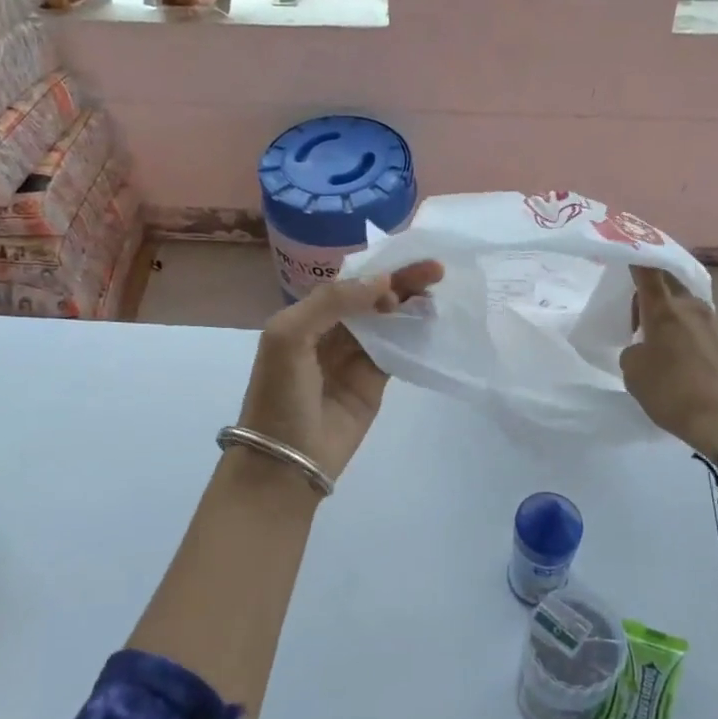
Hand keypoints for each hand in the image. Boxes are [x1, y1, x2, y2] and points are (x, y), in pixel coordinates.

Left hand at [235, 260, 444, 481]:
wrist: (287, 460)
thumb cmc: (280, 394)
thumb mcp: (290, 336)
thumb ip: (332, 302)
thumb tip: (382, 282)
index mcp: (305, 317)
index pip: (346, 283)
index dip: (376, 269)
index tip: (408, 258)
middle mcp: (330, 332)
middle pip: (371, 298)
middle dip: (401, 282)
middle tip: (436, 270)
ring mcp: (354, 357)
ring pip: (387, 321)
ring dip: (410, 305)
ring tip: (437, 292)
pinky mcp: (374, 382)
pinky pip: (397, 350)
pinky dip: (413, 334)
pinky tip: (432, 320)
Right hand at [620, 266, 717, 454]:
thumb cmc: (673, 394)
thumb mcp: (634, 374)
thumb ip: (633, 351)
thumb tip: (645, 347)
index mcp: (664, 310)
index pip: (647, 270)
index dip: (636, 258)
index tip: (627, 254)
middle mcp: (692, 307)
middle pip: (669, 283)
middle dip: (651, 290)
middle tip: (636, 313)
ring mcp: (716, 323)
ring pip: (686, 306)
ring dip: (670, 314)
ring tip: (659, 342)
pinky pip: (701, 327)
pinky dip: (687, 333)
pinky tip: (682, 360)